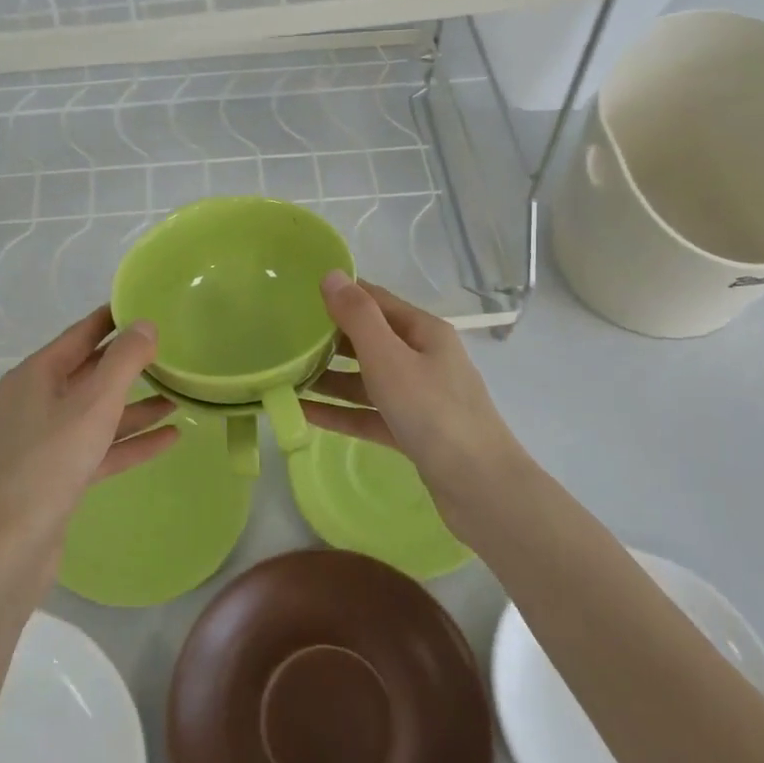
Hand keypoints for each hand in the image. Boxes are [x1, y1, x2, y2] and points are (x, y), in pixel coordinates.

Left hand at [0, 306, 177, 574]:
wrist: (10, 545)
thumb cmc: (51, 461)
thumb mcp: (94, 404)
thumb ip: (124, 361)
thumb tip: (145, 324)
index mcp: (35, 376)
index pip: (80, 335)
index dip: (112, 319)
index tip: (145, 306)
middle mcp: (36, 402)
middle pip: (90, 373)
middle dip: (130, 365)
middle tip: (171, 351)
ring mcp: (45, 441)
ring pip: (97, 414)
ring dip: (136, 407)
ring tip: (178, 397)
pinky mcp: (57, 475)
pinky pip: (99, 447)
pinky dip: (130, 441)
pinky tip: (169, 438)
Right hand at [301, 272, 530, 542]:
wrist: (480, 488)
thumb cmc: (434, 413)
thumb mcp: (389, 359)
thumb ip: (358, 317)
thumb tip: (332, 275)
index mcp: (424, 332)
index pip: (376, 301)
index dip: (341, 294)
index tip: (298, 294)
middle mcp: (423, 358)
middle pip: (370, 340)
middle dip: (329, 338)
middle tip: (283, 337)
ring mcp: (419, 397)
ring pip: (366, 380)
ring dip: (329, 378)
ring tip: (285, 376)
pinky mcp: (412, 431)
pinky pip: (368, 414)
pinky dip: (340, 412)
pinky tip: (304, 413)